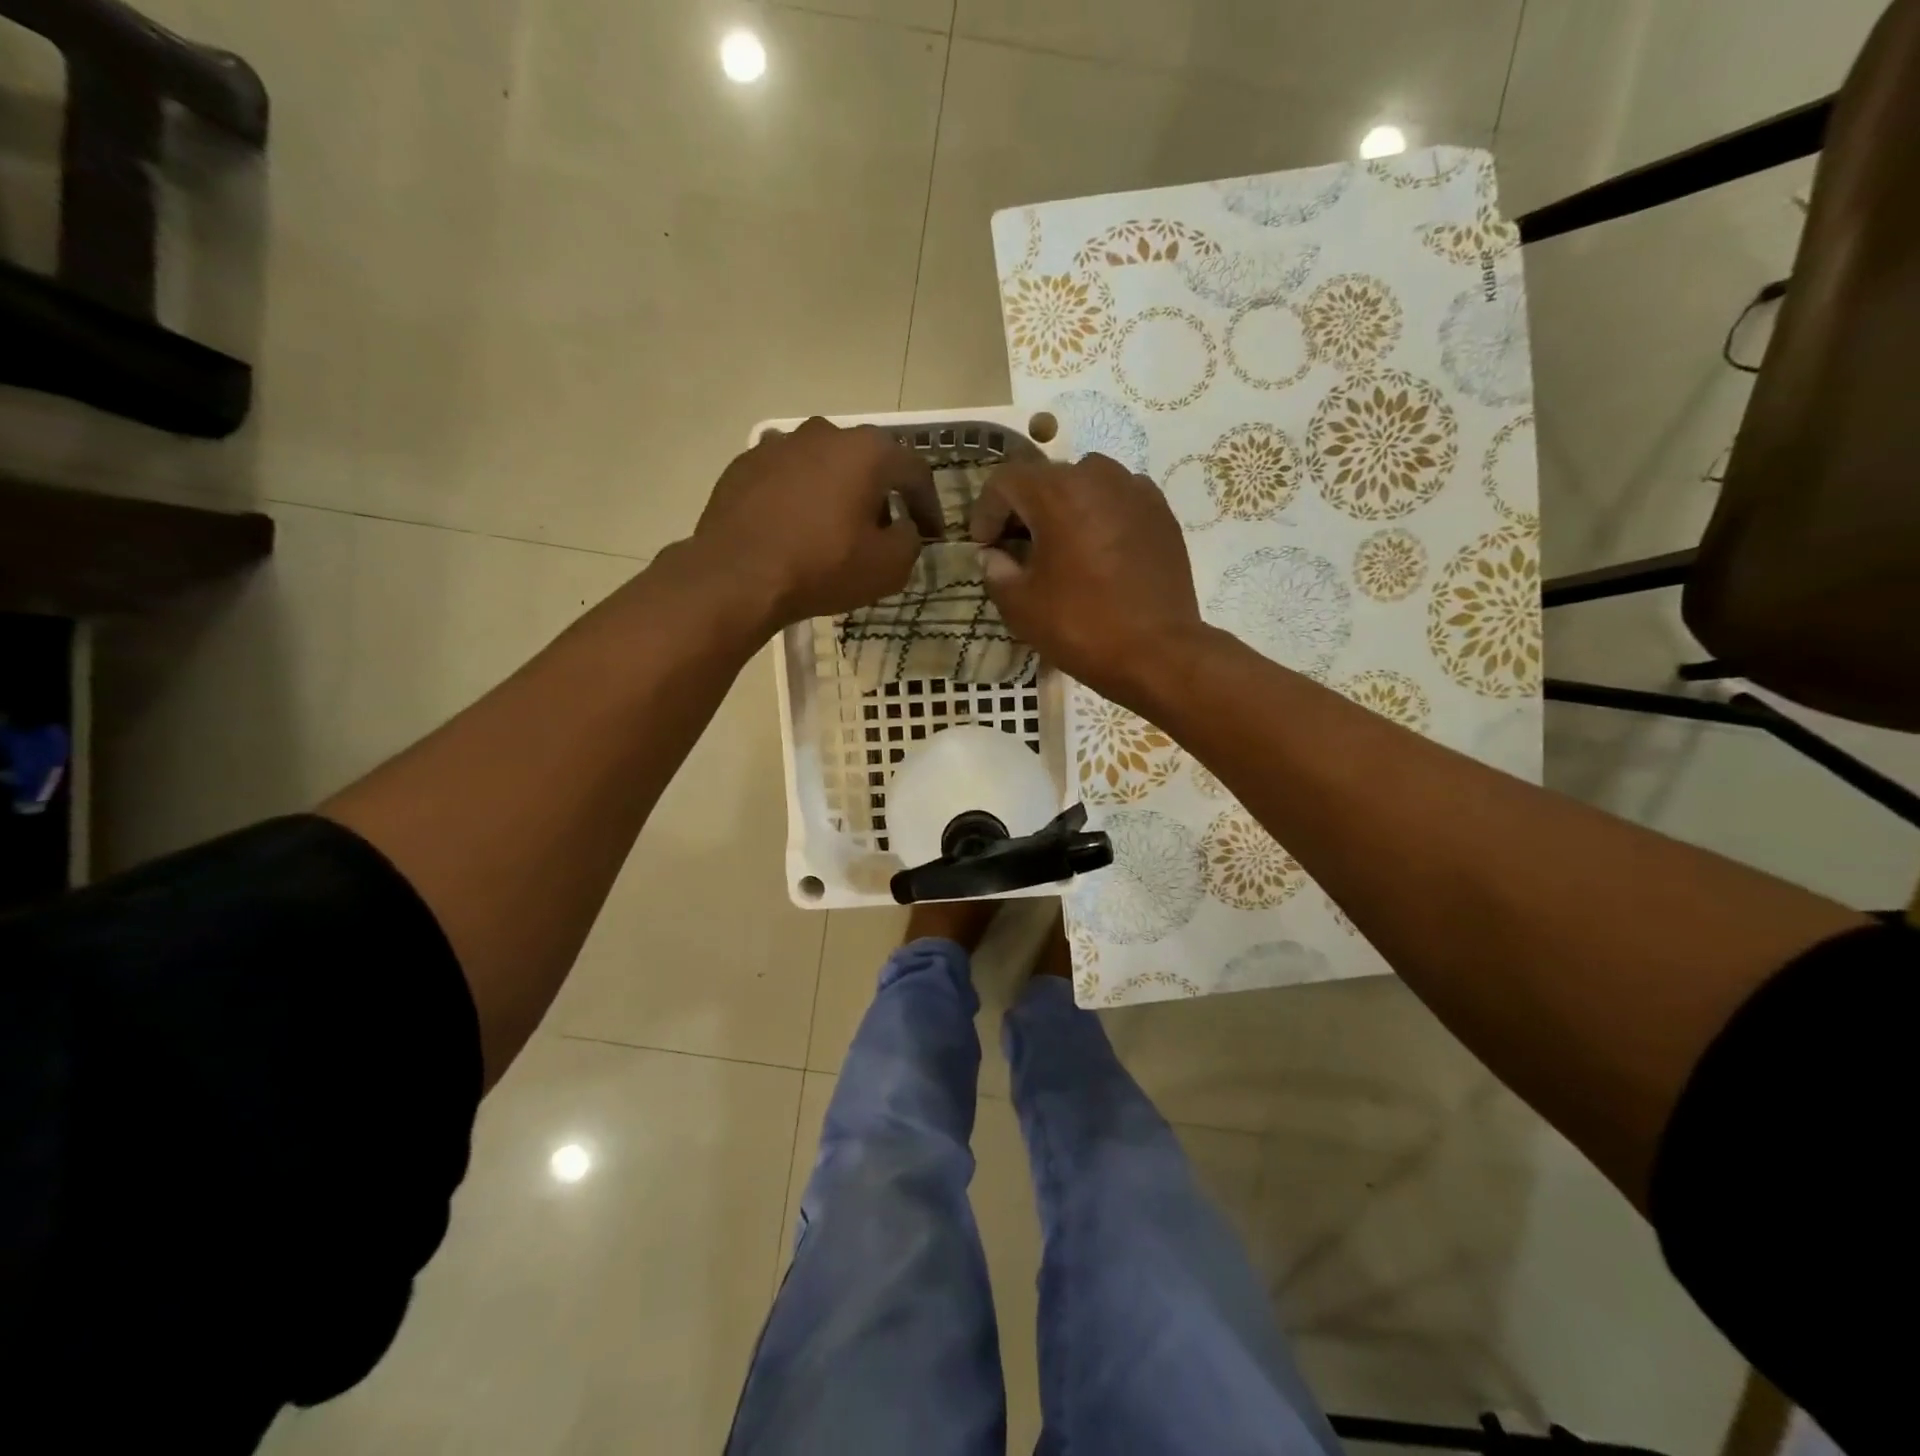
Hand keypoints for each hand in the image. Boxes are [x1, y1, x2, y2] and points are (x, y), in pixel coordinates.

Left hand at [694, 417, 942, 631]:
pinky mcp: (744, 464)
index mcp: (866, 451)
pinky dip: (801, 498)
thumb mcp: (889, 566)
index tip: (933, 533)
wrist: (737, 575)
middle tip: (884, 531)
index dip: (929, 504)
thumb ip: (910, 540)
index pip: (914, 471)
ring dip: (838, 492)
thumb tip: (903, 528)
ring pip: (824, 465)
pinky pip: (788, 478)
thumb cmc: (823, 567)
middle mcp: (824, 433)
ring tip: (837, 529)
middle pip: (866, 461)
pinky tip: (796, 529)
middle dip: (881, 494)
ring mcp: (779, 444)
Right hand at [969, 454, 1203, 704]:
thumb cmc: (1081, 626)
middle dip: (1024, 510)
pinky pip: (1118, 501)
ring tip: (1059, 548)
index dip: (986, 511)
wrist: (1158, 653)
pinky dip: (1099, 517)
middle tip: (1016, 549)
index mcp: (1057, 493)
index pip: (1005, 481)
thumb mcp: (1021, 606)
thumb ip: (996, 571)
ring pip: (1085, 485)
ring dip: (1063, 510)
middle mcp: (1098, 477)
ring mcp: (1136, 491)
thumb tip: (993, 556)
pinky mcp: (1162, 514)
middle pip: (1047, 479)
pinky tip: (1097, 554)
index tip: (984, 545)